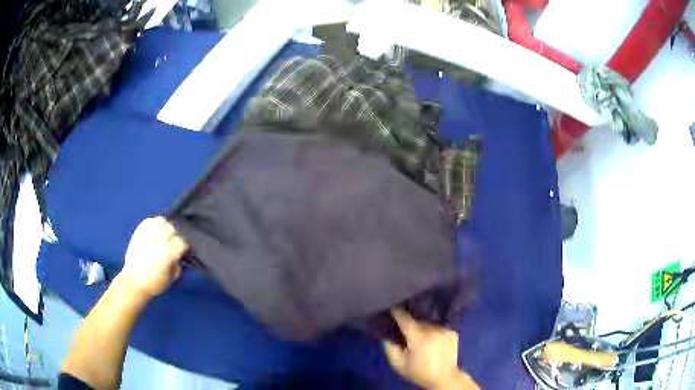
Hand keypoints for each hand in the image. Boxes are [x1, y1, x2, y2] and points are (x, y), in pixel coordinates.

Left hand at [121, 216, 187, 298]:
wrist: (134, 282)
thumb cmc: (154, 283)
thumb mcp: (172, 277)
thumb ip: (178, 264)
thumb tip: (179, 257)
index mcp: (168, 253)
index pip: (182, 241)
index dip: (184, 246)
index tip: (183, 251)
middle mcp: (159, 240)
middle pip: (172, 228)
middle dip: (175, 235)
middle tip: (174, 242)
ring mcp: (148, 234)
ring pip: (161, 221)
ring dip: (165, 227)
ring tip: (165, 234)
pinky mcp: (139, 232)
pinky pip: (149, 221)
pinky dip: (154, 223)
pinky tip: (155, 230)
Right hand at [383, 308, 479, 389]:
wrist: (443, 378)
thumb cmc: (418, 372)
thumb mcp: (398, 364)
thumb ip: (389, 347)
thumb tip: (385, 334)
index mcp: (418, 337)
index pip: (405, 318)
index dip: (397, 312)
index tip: (392, 307)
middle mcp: (433, 330)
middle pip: (417, 321)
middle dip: (411, 325)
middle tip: (406, 332)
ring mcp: (444, 330)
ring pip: (429, 324)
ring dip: (423, 328)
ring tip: (421, 338)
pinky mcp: (453, 332)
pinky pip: (439, 327)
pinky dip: (434, 331)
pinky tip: (432, 340)